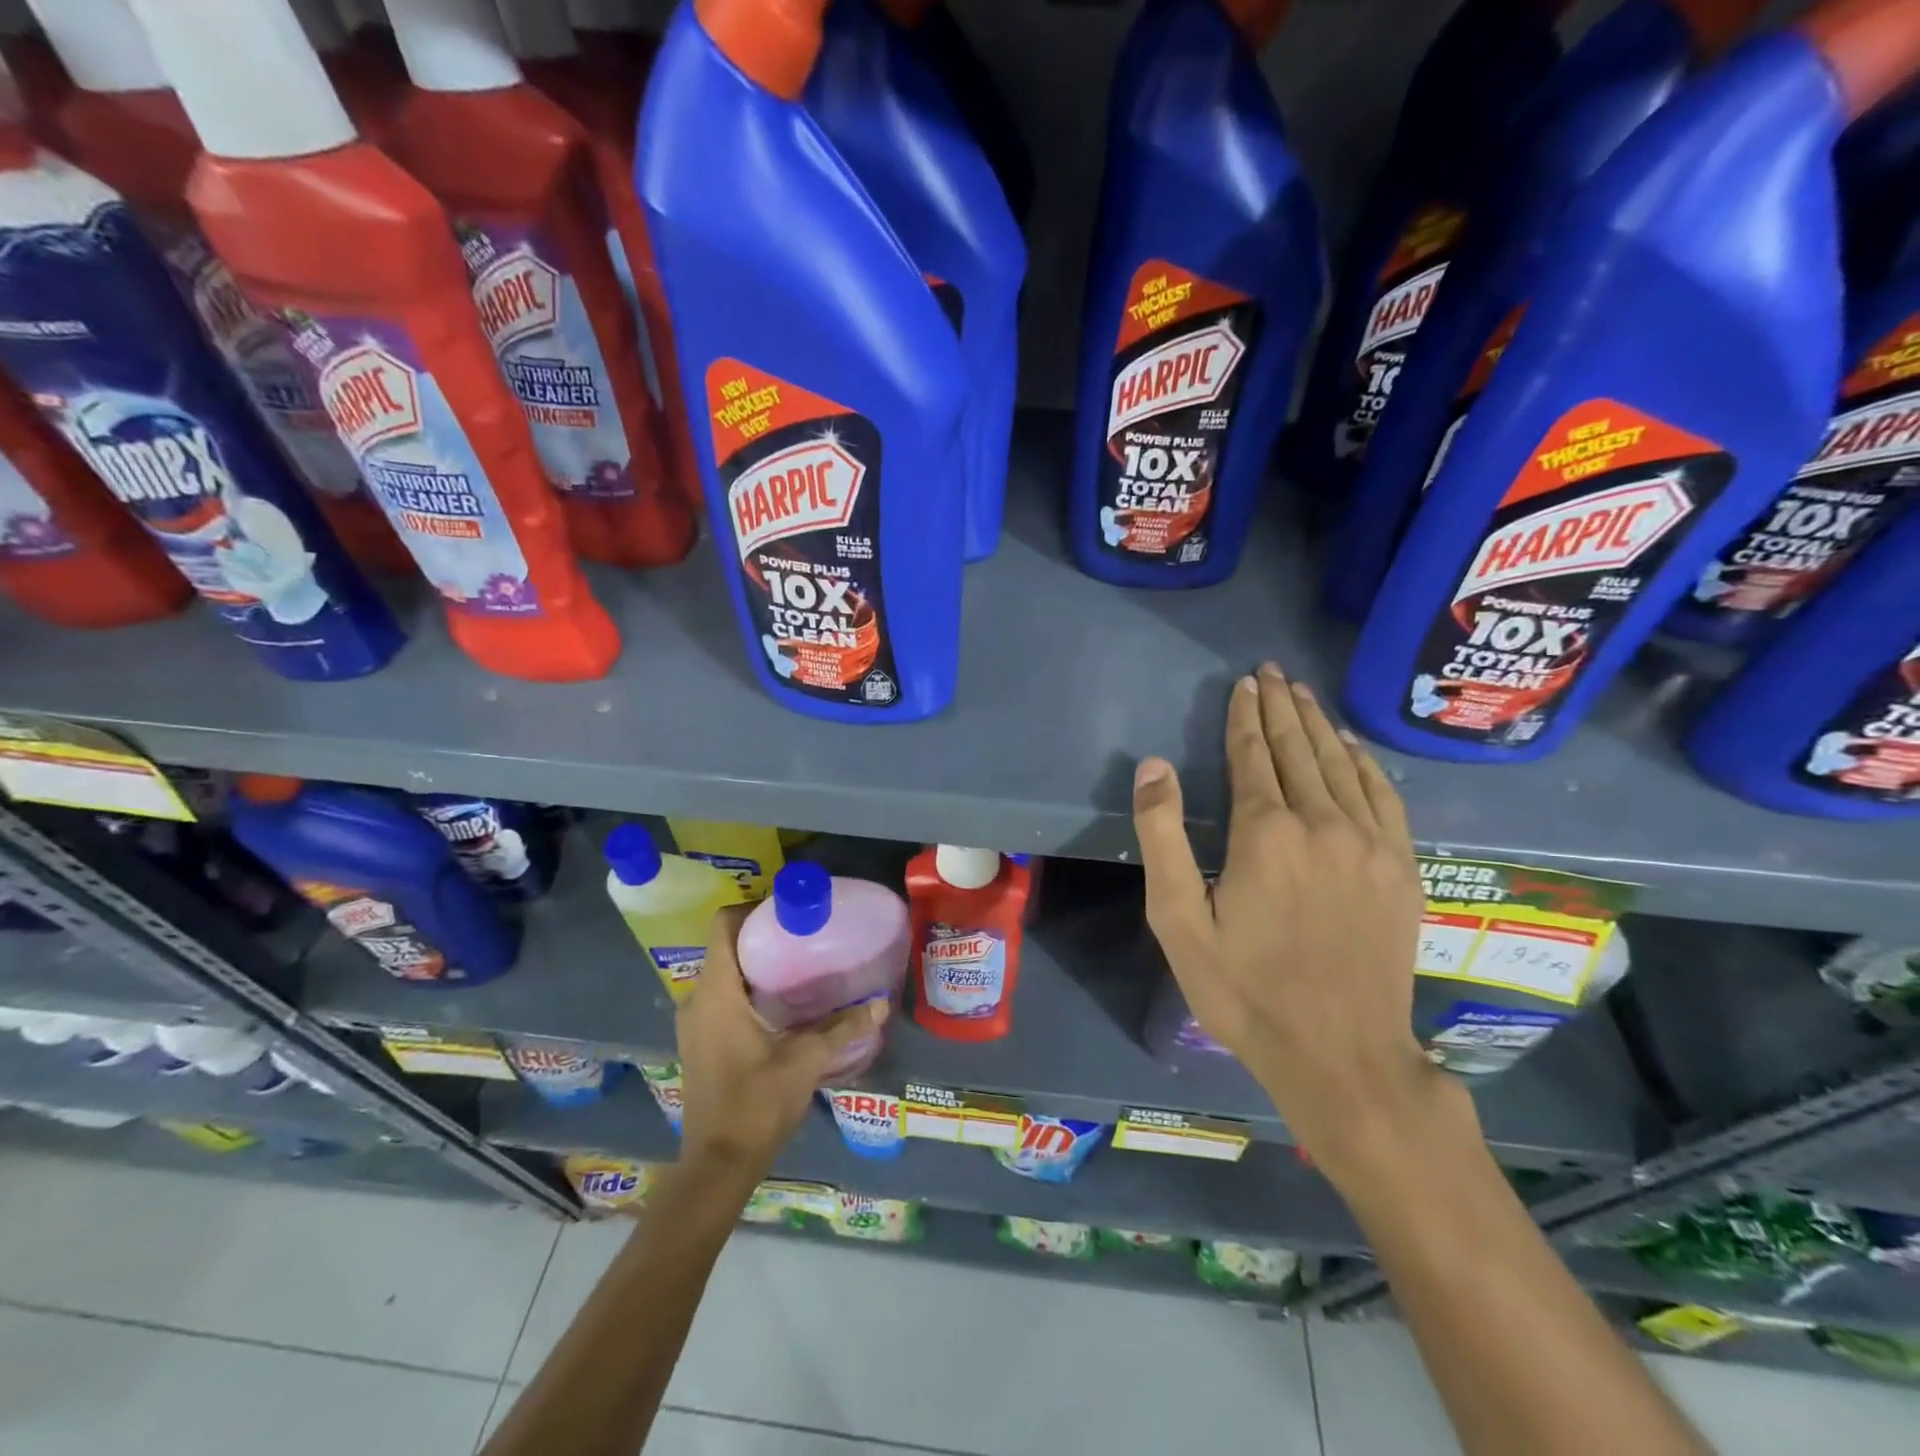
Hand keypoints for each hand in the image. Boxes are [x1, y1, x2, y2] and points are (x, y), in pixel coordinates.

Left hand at [675, 905, 887, 1175]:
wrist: (718, 1165)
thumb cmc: (756, 1104)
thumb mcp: (805, 1061)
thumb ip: (843, 1028)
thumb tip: (881, 1003)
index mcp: (717, 993)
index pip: (722, 926)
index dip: (753, 909)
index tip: (790, 910)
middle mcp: (698, 999)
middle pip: (725, 946)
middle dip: (763, 935)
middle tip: (806, 934)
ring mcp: (694, 1022)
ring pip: (724, 972)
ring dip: (756, 963)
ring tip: (800, 963)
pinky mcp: (701, 1041)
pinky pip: (722, 996)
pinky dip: (748, 988)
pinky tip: (783, 1002)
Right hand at [1132, 662, 1446, 1183]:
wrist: (1341, 1056)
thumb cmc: (1244, 991)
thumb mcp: (1178, 921)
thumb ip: (1162, 837)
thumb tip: (1154, 766)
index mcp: (1265, 833)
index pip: (1254, 756)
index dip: (1245, 717)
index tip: (1243, 684)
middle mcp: (1323, 823)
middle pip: (1299, 749)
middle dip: (1282, 706)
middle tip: (1272, 672)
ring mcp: (1371, 844)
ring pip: (1342, 765)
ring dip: (1319, 725)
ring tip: (1303, 694)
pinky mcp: (1402, 868)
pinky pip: (1384, 796)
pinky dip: (1364, 763)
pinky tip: (1352, 747)